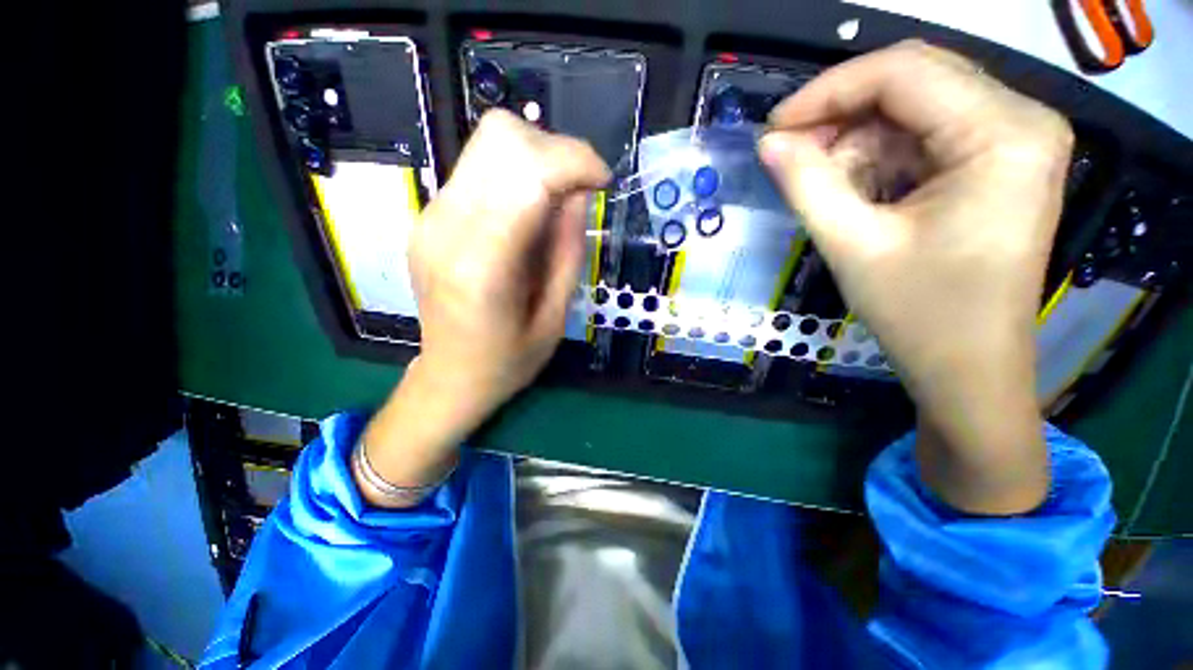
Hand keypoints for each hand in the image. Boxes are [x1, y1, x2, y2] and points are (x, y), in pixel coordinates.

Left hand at [360, 111, 609, 505]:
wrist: (450, 377)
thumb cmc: (509, 361)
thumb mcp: (555, 316)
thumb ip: (568, 250)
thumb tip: (579, 192)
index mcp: (483, 265)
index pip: (529, 173)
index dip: (576, 161)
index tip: (603, 182)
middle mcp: (446, 228)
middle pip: (502, 138)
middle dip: (556, 152)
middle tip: (579, 193)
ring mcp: (429, 217)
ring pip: (488, 143)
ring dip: (536, 161)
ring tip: (554, 205)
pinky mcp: (427, 216)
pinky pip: (478, 169)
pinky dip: (514, 176)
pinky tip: (526, 215)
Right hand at [760, 41, 1073, 513]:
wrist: (969, 369)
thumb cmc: (920, 315)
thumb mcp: (852, 246)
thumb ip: (806, 185)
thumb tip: (768, 143)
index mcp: (1003, 135)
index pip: (904, 72)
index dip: (827, 91)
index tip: (774, 127)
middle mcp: (1021, 121)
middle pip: (913, 81)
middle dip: (841, 113)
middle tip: (789, 152)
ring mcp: (1013, 141)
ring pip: (915, 107)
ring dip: (858, 140)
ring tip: (822, 184)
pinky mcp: (998, 163)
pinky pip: (926, 135)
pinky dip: (880, 156)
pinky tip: (855, 191)